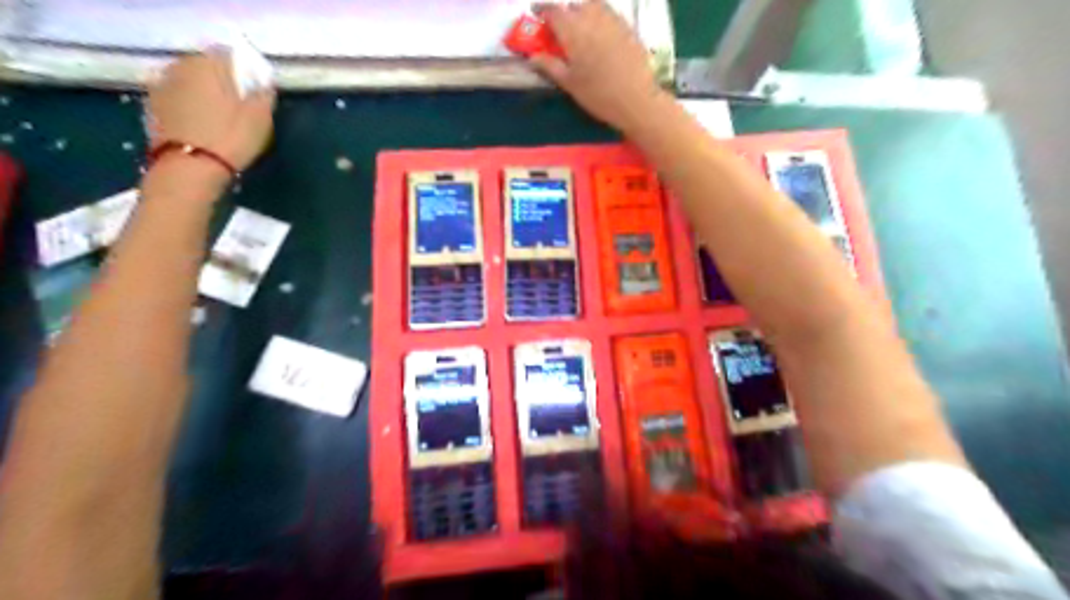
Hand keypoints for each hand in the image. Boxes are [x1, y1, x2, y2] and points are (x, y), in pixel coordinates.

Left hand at [145, 49, 273, 171]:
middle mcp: (180, 67)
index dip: (245, 71)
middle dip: (222, 82)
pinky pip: (178, 99)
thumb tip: (263, 84)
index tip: (256, 90)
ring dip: (204, 94)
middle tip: (241, 105)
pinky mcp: (152, 108)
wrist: (189, 168)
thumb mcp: (260, 119)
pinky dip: (190, 107)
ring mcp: (161, 86)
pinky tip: (203, 126)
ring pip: (190, 83)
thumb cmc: (231, 139)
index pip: (228, 55)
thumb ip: (262, 95)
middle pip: (205, 67)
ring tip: (222, 117)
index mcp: (207, 65)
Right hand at [531, 1, 666, 131]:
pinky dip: (601, 17)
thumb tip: (532, 56)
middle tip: (561, 29)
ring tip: (582, 28)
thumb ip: (550, 66)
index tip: (537, 14)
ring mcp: (612, 20)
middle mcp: (592, 18)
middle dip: (565, 14)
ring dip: (584, 12)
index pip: (553, 11)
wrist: (636, 99)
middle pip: (574, 6)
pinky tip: (601, 33)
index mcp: (573, 31)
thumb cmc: (598, 95)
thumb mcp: (570, 84)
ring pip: (594, 5)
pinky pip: (610, 14)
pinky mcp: (628, 27)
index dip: (543, 10)